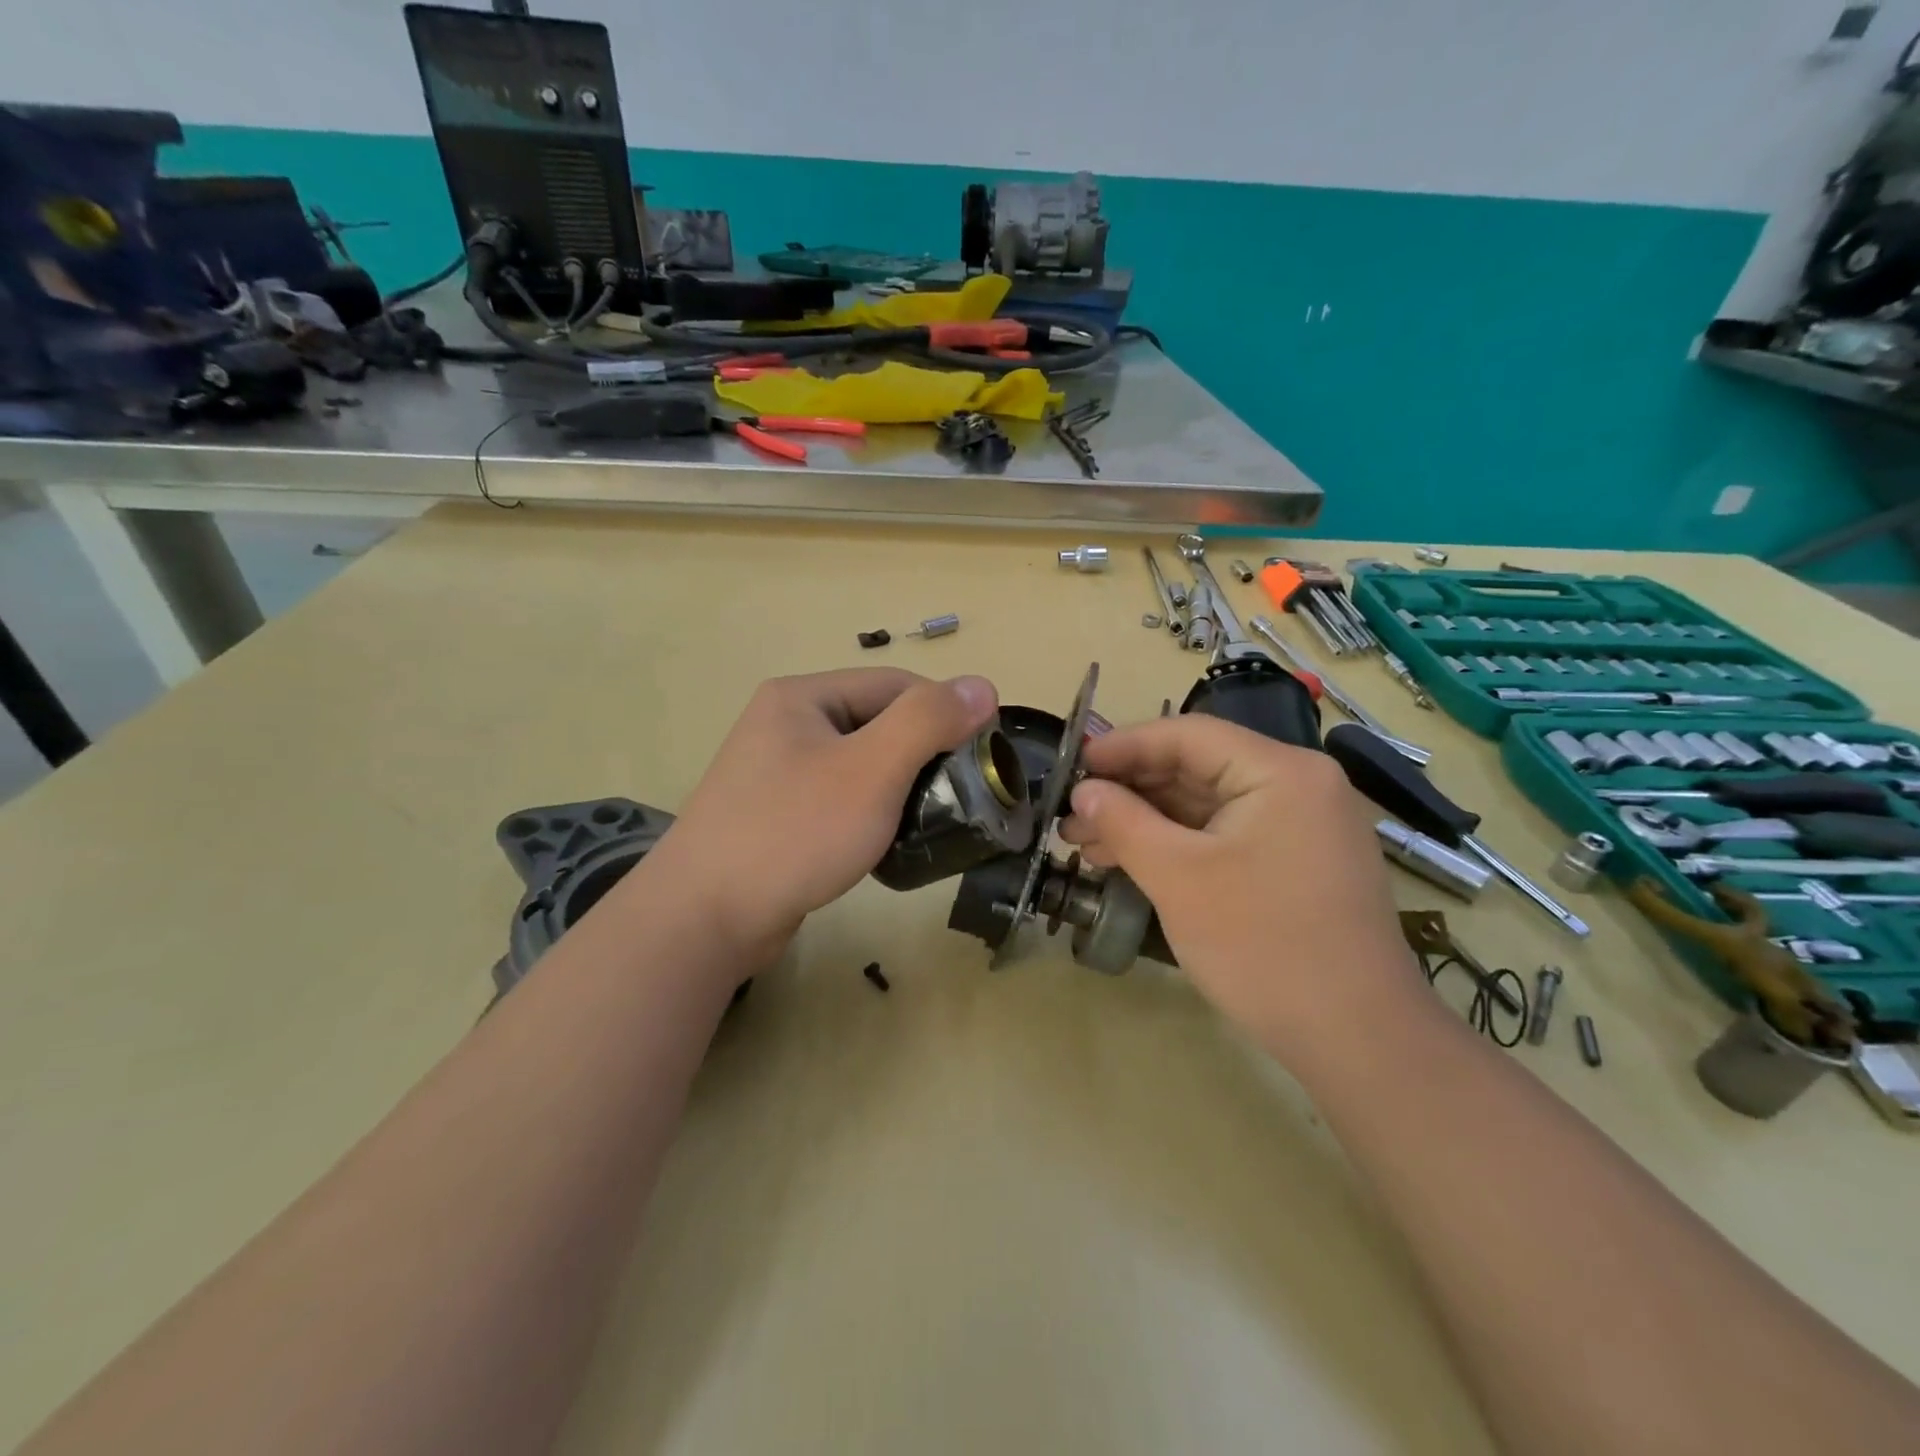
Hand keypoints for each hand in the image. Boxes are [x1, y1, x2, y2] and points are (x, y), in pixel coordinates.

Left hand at [637, 669, 997, 959]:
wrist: (704, 918)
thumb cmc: (794, 832)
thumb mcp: (871, 771)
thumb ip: (928, 722)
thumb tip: (982, 686)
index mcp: (803, 697)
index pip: (896, 686)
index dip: (945, 714)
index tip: (982, 758)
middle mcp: (786, 724)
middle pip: (878, 724)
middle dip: (923, 757)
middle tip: (958, 798)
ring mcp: (777, 771)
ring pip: (861, 765)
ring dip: (900, 788)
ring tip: (928, 823)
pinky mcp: (777, 814)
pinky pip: (840, 799)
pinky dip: (871, 814)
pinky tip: (886, 843)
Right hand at [1059, 716, 1422, 1054]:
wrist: (1356, 1039)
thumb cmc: (1262, 945)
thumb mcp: (1178, 877)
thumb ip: (1123, 822)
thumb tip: (1084, 792)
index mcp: (1281, 772)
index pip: (1188, 736)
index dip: (1123, 746)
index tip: (1072, 765)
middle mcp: (1298, 786)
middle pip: (1196, 768)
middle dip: (1129, 791)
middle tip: (1071, 814)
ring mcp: (1300, 827)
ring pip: (1206, 806)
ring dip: (1146, 821)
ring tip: (1085, 844)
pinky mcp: (1294, 863)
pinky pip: (1224, 836)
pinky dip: (1177, 845)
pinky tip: (1130, 860)